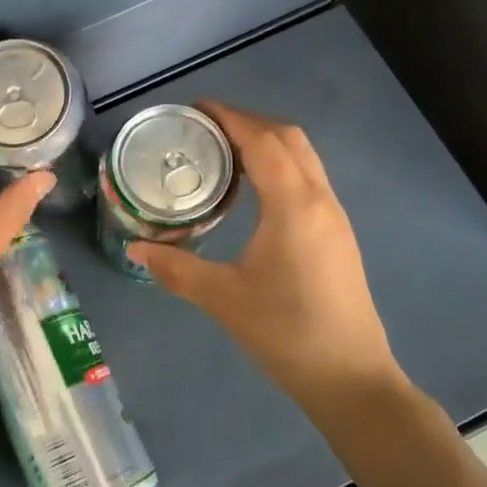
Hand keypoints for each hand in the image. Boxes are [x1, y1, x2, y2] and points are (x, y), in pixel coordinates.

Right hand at [128, 102, 404, 406]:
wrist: (352, 379)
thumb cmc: (286, 333)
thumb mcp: (223, 299)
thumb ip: (176, 268)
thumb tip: (134, 248)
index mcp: (293, 205)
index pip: (261, 141)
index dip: (229, 117)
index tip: (196, 108)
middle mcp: (319, 200)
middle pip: (288, 138)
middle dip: (248, 122)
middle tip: (205, 129)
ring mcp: (334, 217)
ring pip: (304, 157)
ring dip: (267, 142)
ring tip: (224, 153)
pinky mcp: (338, 235)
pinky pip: (309, 178)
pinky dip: (280, 164)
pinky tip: (254, 191)